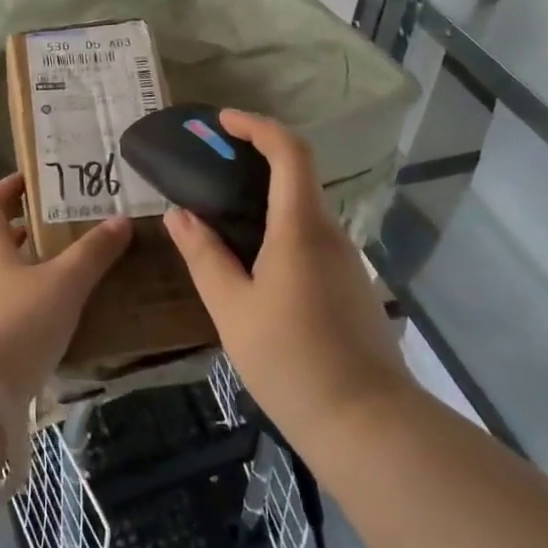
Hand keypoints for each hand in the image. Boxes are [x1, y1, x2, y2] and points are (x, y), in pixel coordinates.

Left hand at [0, 174, 132, 402]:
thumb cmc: (18, 323)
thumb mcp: (64, 283)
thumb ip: (92, 252)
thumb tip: (121, 219)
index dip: (6, 188)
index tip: (28, 178)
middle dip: (21, 228)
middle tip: (55, 222)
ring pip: (0, 275)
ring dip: (25, 265)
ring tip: (62, 264)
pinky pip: (6, 306)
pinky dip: (28, 298)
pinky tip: (54, 311)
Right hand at [165, 111, 412, 448]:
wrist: (368, 425)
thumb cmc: (291, 361)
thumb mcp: (232, 308)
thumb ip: (204, 256)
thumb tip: (179, 215)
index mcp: (300, 228)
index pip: (289, 151)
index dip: (257, 126)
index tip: (223, 122)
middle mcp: (330, 233)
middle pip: (298, 176)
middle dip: (255, 160)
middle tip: (211, 170)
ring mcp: (347, 261)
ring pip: (304, 211)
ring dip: (266, 200)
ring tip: (222, 219)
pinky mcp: (352, 287)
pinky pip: (312, 239)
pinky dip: (280, 230)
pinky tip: (254, 264)